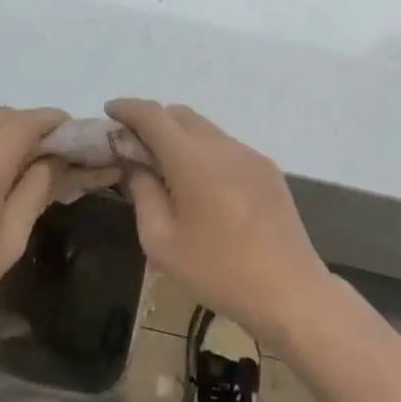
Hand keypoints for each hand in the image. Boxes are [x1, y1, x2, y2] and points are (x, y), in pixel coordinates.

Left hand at [0, 106, 81, 347]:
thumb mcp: (8, 240)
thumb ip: (35, 191)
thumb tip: (54, 161)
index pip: (28, 121)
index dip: (54, 120)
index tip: (74, 133)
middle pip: (2, 116)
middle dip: (31, 124)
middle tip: (52, 150)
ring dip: (4, 134)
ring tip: (21, 164)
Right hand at [108, 99, 331, 346]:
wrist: (291, 293)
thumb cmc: (219, 272)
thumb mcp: (162, 241)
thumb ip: (143, 193)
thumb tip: (134, 164)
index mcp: (193, 160)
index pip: (153, 116)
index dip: (128, 108)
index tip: (109, 111)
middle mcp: (223, 147)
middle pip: (180, 115)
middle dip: (152, 121)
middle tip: (133, 146)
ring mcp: (250, 156)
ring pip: (205, 129)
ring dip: (179, 137)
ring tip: (165, 168)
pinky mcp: (267, 170)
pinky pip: (225, 147)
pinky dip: (203, 151)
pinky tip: (199, 185)